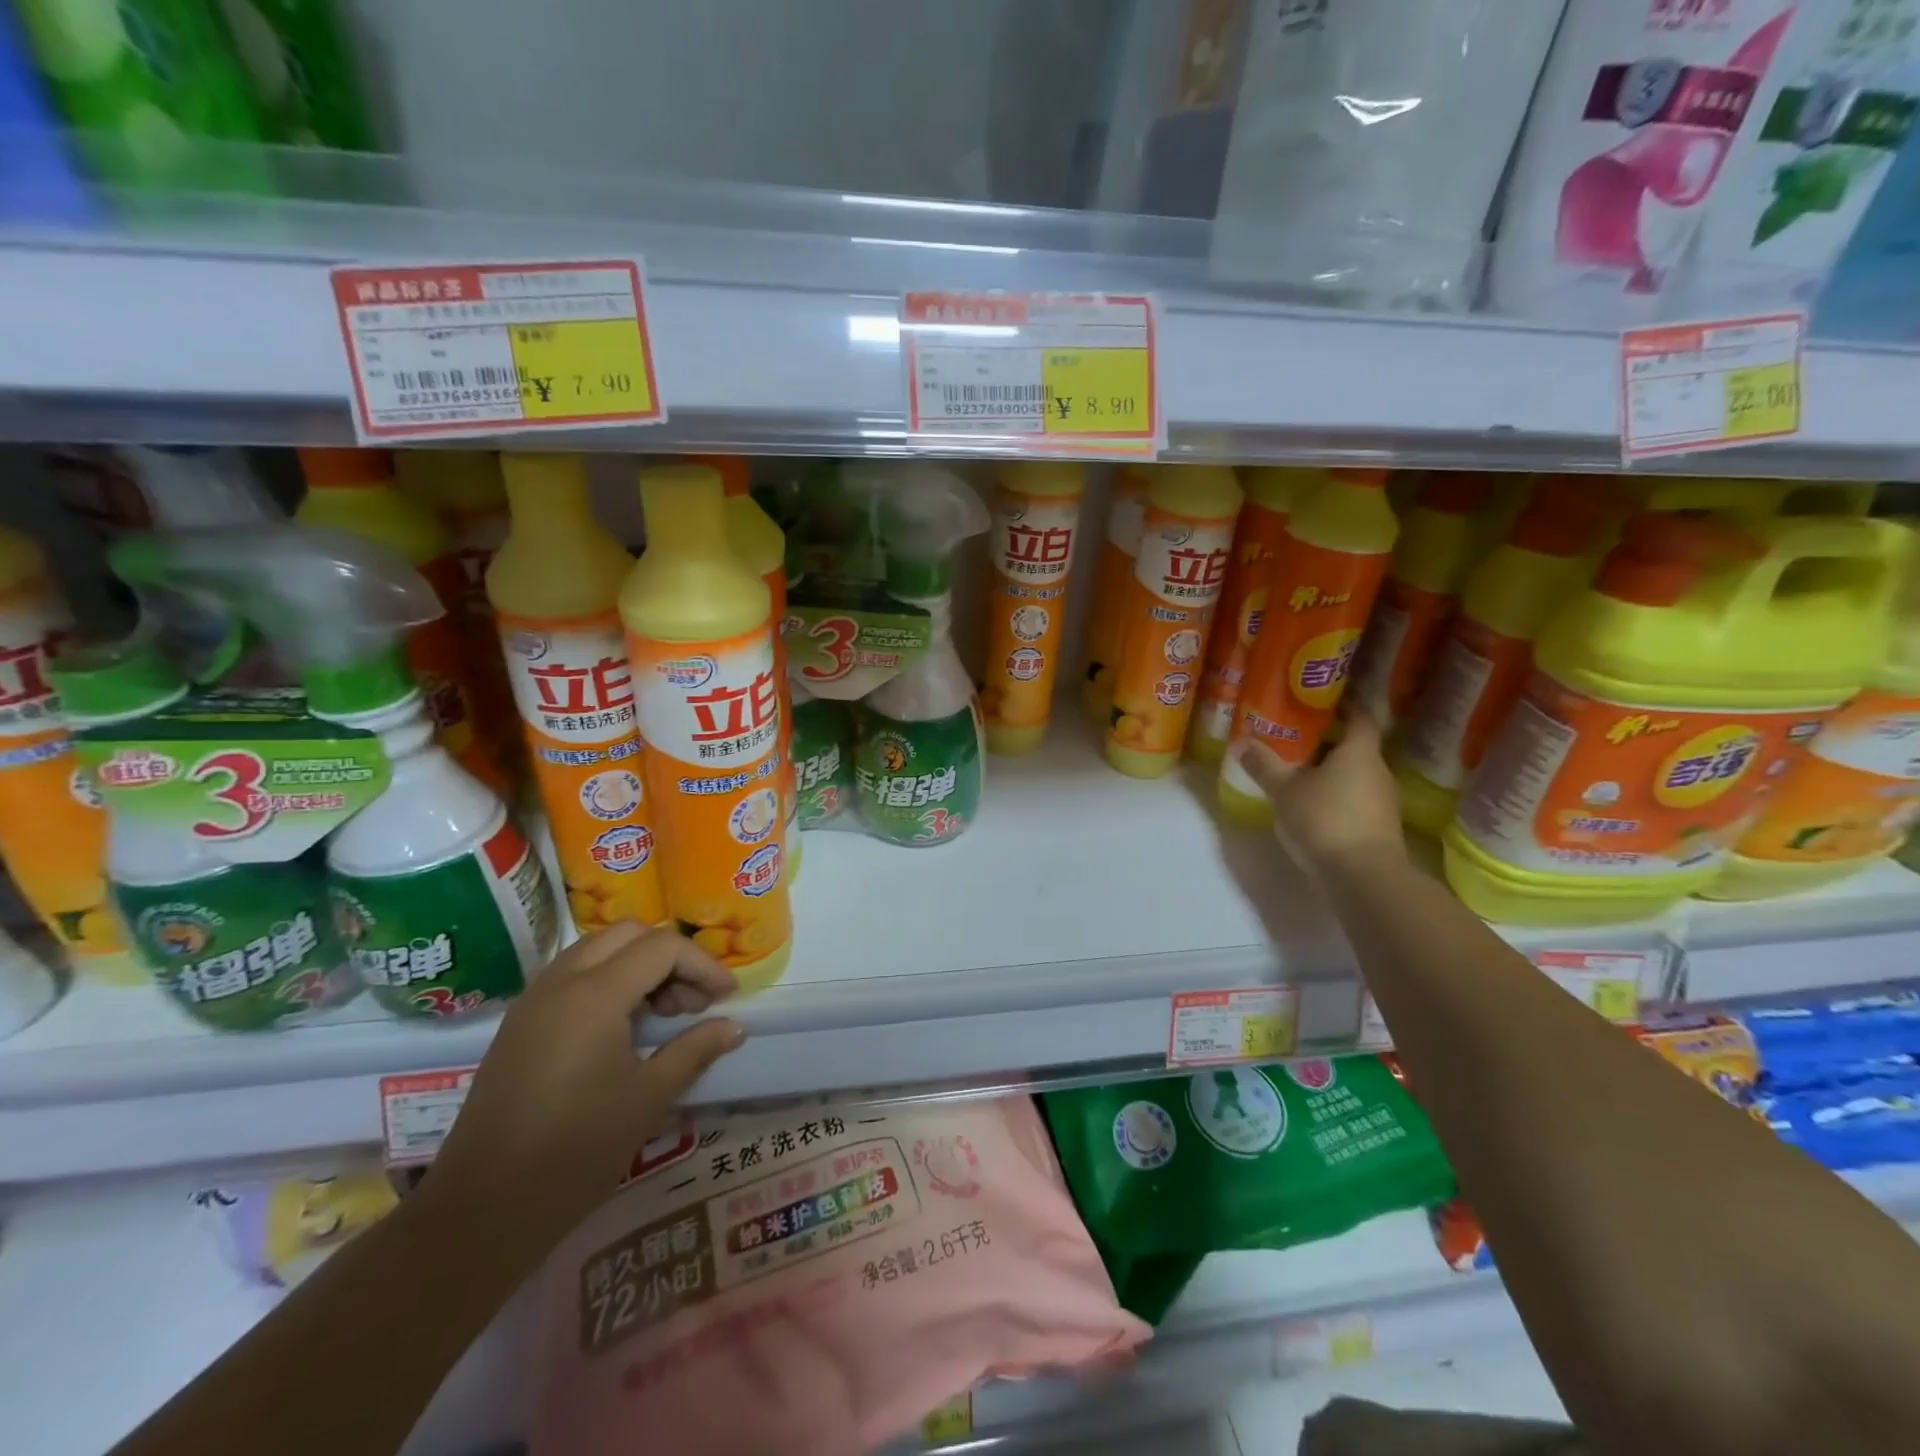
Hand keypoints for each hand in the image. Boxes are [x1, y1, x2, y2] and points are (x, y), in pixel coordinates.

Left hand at [425, 922, 744, 1253]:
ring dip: (639, 966)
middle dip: (671, 957)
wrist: (482, 1211)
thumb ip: (695, 1050)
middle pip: (629, 934)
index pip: (663, 948)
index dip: (703, 966)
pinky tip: (624, 1028)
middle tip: (693, 1002)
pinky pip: (573, 975)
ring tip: (663, 1014)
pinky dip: (609, 981)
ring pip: (598, 950)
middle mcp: (561, 981)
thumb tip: (734, 1027)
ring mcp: (534, 1000)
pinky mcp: (520, 1024)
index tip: (727, 998)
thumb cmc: (577, 1150)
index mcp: (594, 993)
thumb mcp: (649, 1097)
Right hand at [1232, 710, 1406, 871]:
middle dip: (1325, 742)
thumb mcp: (1284, 790)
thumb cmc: (1324, 819)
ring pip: (1353, 775)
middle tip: (1292, 739)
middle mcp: (1377, 770)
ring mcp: (1381, 801)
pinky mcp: (1378, 827)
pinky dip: (1334, 796)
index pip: (1359, 717)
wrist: (1363, 877)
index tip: (1317, 703)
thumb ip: (1263, 764)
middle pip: (1353, 747)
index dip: (1342, 707)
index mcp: (1359, 751)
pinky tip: (1309, 806)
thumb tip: (1242, 742)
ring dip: (1328, 772)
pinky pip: (1354, 799)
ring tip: (1295, 773)